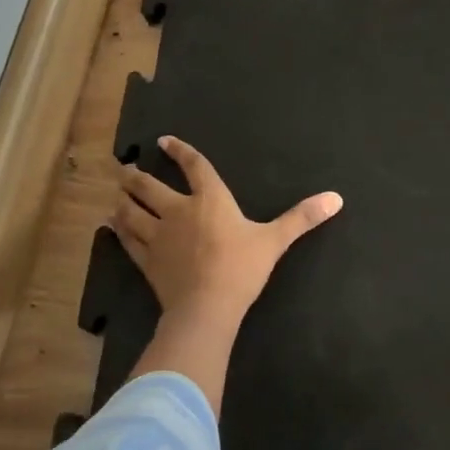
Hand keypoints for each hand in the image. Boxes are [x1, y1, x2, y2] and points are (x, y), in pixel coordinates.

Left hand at [113, 136, 342, 327]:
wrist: (206, 307)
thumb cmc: (242, 268)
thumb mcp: (275, 240)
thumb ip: (302, 218)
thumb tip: (336, 198)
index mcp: (210, 200)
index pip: (194, 167)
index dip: (179, 152)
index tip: (164, 141)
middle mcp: (179, 211)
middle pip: (149, 187)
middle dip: (135, 176)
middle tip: (125, 168)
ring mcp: (158, 236)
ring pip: (131, 212)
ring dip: (122, 200)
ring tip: (116, 193)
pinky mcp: (146, 261)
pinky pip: (128, 240)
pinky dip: (120, 231)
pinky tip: (113, 227)